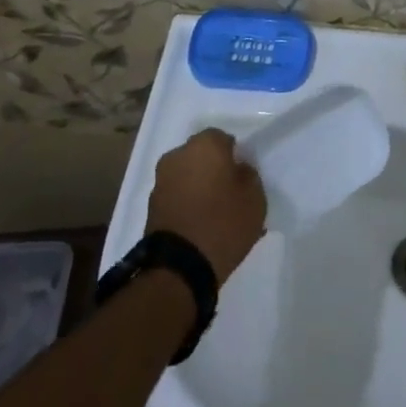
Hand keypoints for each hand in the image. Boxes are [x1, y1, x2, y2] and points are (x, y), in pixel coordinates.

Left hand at [146, 129, 267, 285]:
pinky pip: (176, 196)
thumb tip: (238, 169)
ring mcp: (161, 180)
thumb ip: (248, 175)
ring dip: (198, 187)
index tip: (242, 178)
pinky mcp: (151, 206)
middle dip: (213, 170)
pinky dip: (186, 204)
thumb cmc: (223, 224)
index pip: (223, 139)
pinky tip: (199, 226)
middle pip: (201, 156)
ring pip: (187, 176)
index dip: (234, 157)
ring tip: (213, 215)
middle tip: (228, 194)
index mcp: (205, 144)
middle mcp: (178, 155)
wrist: (179, 267)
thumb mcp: (255, 198)